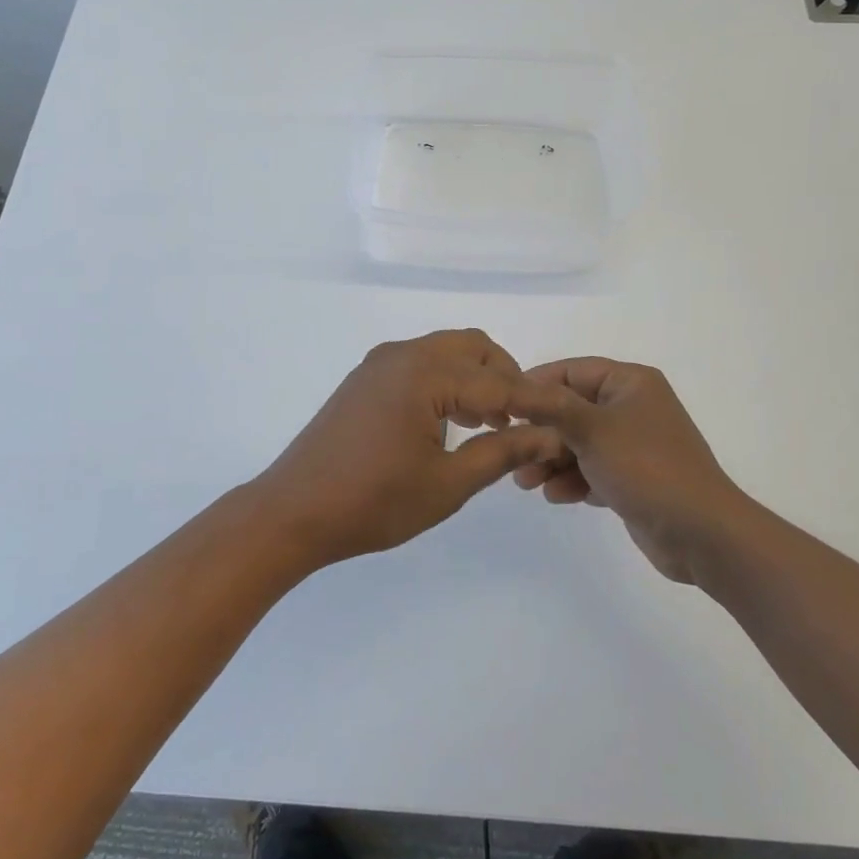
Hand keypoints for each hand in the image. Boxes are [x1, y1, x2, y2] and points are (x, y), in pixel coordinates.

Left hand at [251, 329, 565, 566]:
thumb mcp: (448, 483)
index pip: (497, 382)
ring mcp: (379, 364)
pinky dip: (445, 381)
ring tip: (490, 424)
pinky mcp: (365, 379)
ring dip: (474, 378)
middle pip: (471, 347)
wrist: (293, 511)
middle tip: (521, 419)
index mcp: (424, 374)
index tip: (565, 417)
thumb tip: (548, 435)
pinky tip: (450, 421)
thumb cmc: (374, 502)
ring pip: (444, 352)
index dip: (534, 402)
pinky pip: (419, 364)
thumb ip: (501, 452)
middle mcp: (402, 355)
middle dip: (504, 376)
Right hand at [511, 358, 748, 584]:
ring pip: (578, 443)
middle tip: (513, 454)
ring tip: (527, 482)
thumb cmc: (646, 467)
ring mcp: (634, 445)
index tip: (504, 407)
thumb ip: (549, 406)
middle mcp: (632, 407)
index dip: (536, 386)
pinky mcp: (633, 478)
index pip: (571, 371)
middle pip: (571, 410)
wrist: (700, 533)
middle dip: (541, 434)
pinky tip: (557, 496)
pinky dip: (573, 480)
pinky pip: (592, 470)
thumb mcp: (591, 429)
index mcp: (630, 383)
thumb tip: (514, 387)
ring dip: (551, 461)